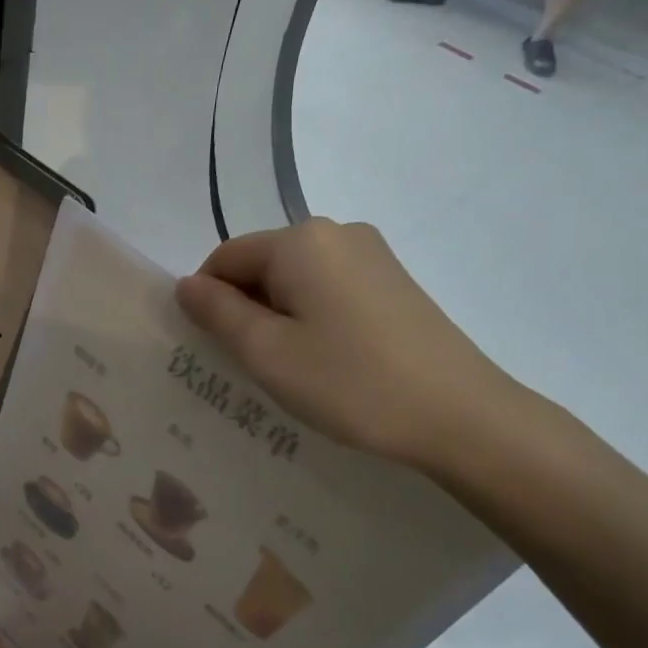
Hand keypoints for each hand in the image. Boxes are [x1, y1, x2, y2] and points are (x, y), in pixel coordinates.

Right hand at [175, 220, 525, 473]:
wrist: (460, 415)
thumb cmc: (349, 382)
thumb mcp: (266, 352)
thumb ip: (217, 312)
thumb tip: (187, 285)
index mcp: (300, 240)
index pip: (225, 258)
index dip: (207, 301)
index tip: (214, 349)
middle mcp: (337, 232)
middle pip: (262, 264)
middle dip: (244, 308)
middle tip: (251, 365)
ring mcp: (372, 255)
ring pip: (295, 279)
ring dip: (277, 317)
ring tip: (290, 368)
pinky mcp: (394, 281)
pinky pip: (329, 289)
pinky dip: (311, 318)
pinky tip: (327, 360)